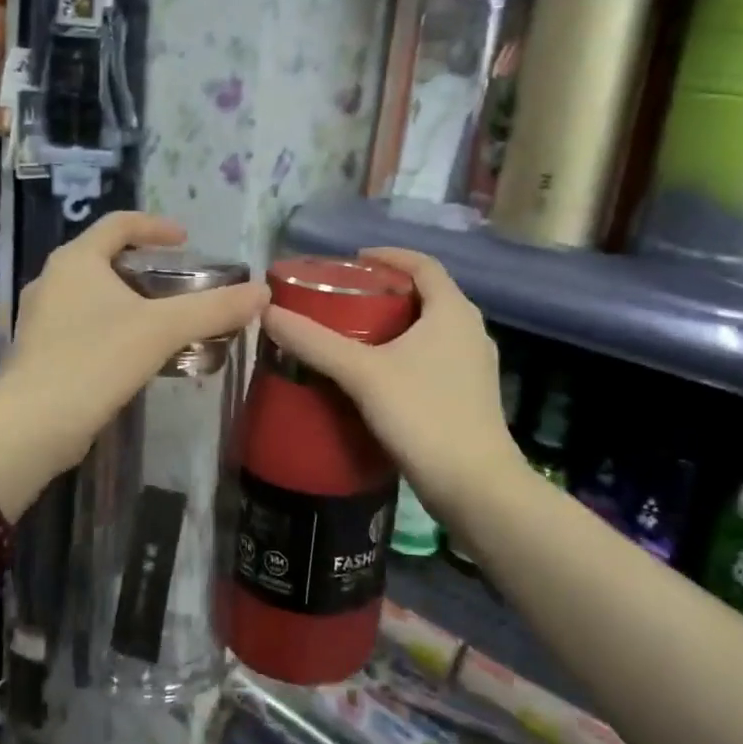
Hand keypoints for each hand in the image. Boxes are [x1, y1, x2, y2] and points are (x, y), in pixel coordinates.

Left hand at [0, 212, 268, 478]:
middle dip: (144, 266)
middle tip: (179, 282)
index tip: (186, 240)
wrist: (33, 425)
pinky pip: (83, 324)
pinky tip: (134, 353)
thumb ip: (213, 308)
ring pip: (92, 294)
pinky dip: (112, 326)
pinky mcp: (40, 351)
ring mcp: (40, 317)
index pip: (119, 224)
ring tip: (163, 319)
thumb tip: (262, 293)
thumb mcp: (162, 329)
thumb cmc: (95, 359)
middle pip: (104, 257)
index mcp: (76, 260)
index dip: (156, 226)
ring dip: (128, 299)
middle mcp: (52, 279)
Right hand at [261, 248, 525, 517]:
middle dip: (387, 292)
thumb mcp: (362, 374)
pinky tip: (377, 375)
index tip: (354, 260)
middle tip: (345, 298)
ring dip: (397, 325)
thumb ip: (315, 342)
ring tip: (354, 334)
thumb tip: (267, 312)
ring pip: (431, 329)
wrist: (475, 487)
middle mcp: (471, 331)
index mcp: (453, 311)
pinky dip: (406, 353)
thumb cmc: (423, 415)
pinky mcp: (470, 395)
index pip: (423, 264)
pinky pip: (434, 357)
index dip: (388, 256)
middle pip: (427, 295)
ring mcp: (474, 365)